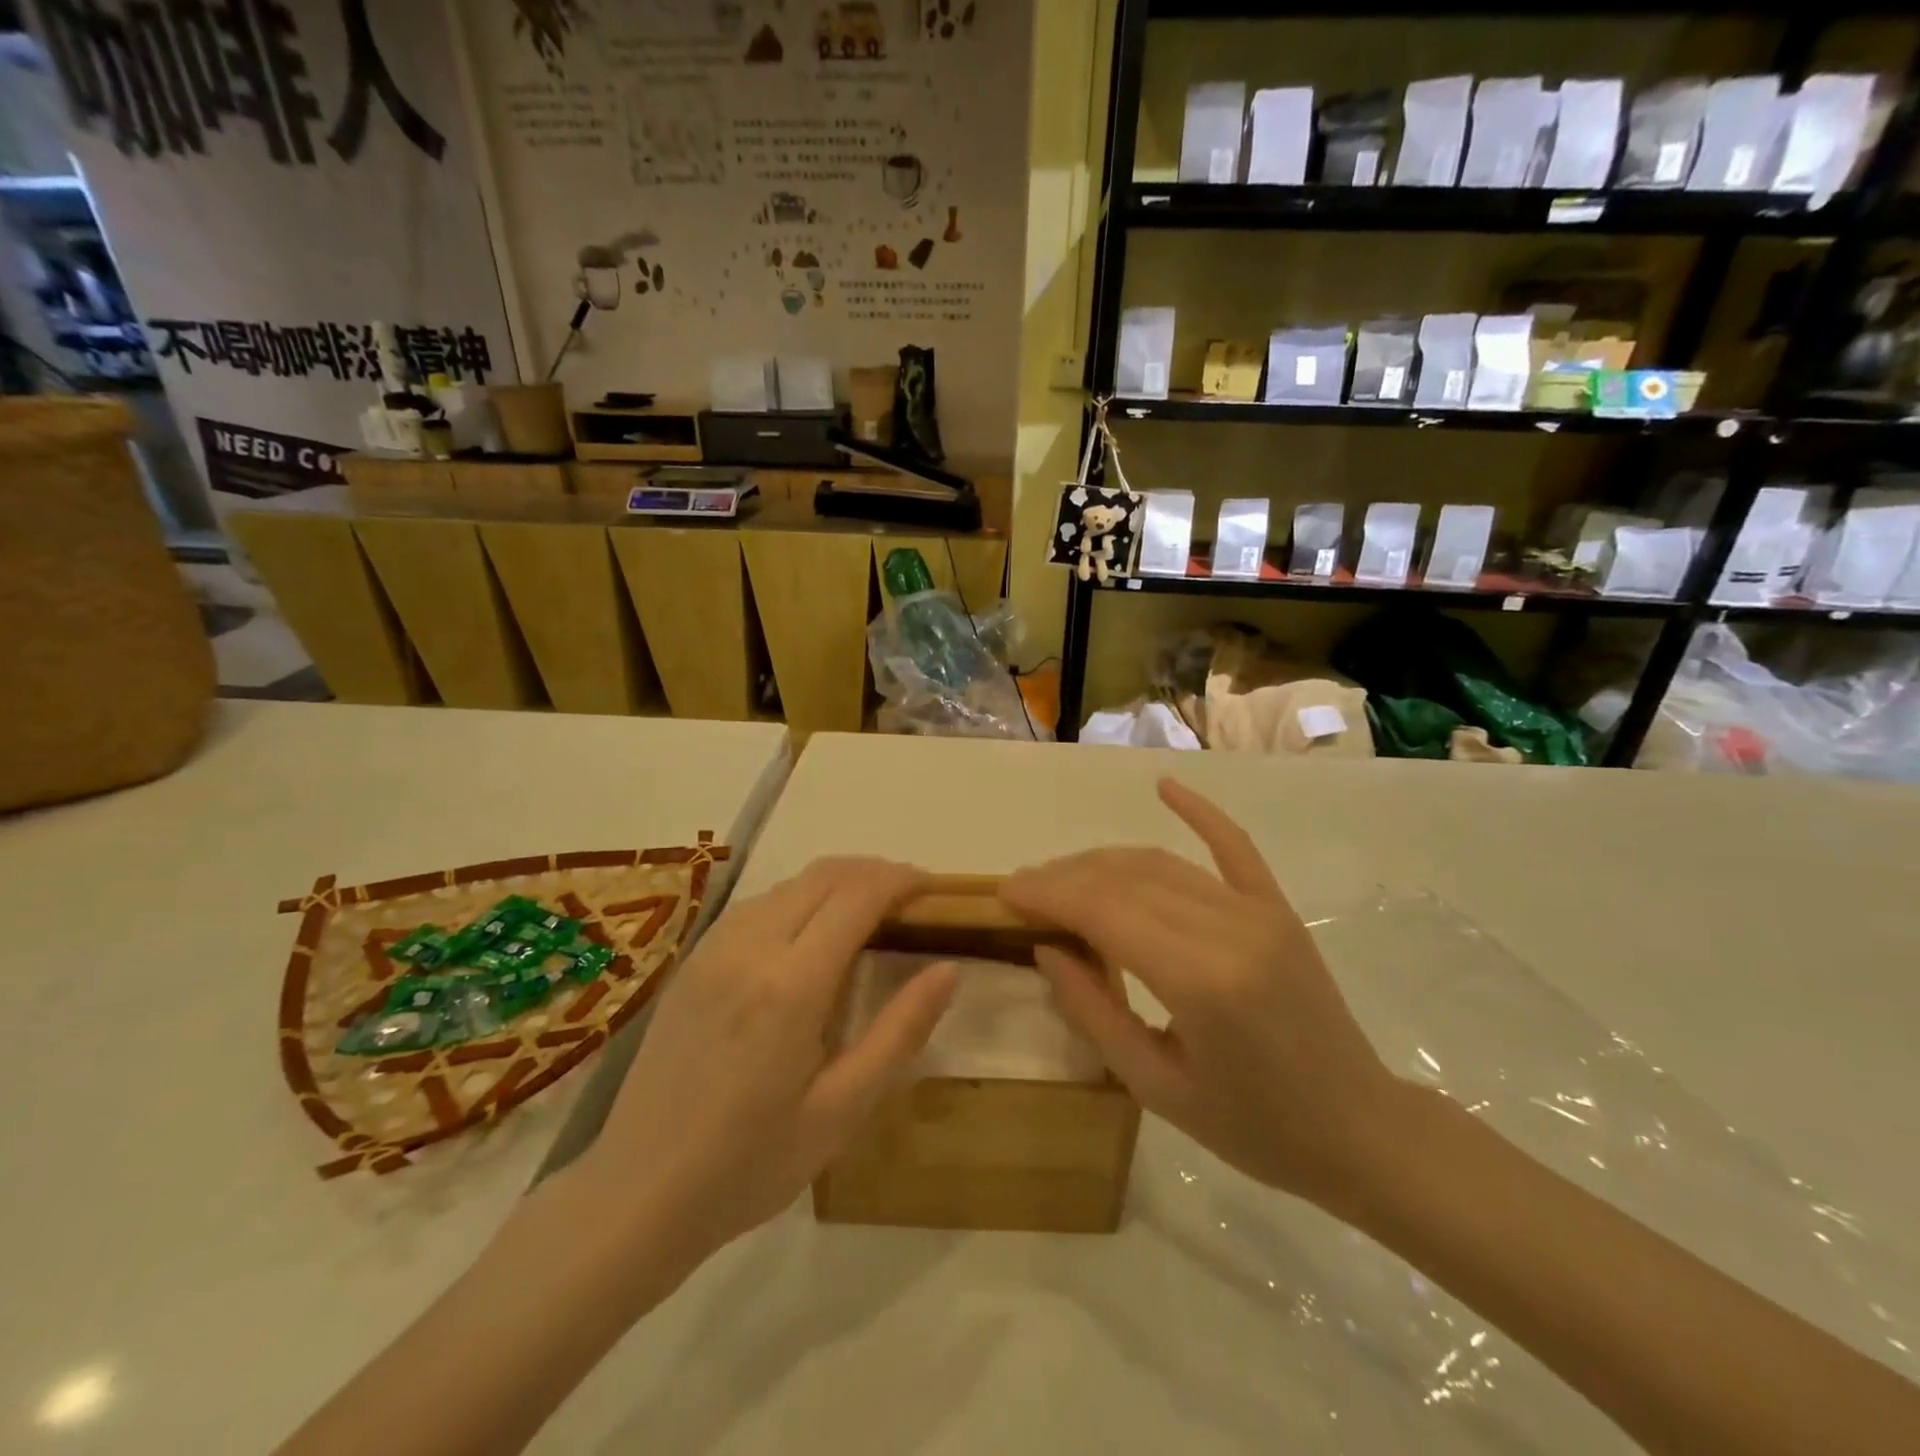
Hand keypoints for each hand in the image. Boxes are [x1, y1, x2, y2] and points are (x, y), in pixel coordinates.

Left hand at [577, 857, 957, 1286]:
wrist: (638, 1192)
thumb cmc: (751, 1163)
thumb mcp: (842, 1110)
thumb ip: (900, 1032)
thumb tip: (948, 969)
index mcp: (792, 984)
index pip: (858, 895)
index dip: (901, 879)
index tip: (933, 888)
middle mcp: (750, 947)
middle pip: (824, 875)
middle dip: (874, 872)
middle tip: (910, 899)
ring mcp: (714, 949)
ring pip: (789, 883)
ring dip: (836, 882)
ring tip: (869, 914)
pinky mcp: (693, 960)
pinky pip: (757, 904)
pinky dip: (799, 898)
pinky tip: (811, 934)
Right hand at [1001, 779, 1402, 1207]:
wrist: (1359, 1130)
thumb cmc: (1251, 1128)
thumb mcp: (1155, 1086)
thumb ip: (1094, 1010)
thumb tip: (1046, 948)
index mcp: (1199, 981)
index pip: (1103, 911)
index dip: (1048, 894)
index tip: (1005, 892)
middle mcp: (1228, 929)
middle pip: (1125, 879)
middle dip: (1064, 877)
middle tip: (1023, 887)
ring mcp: (1258, 912)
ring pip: (1161, 863)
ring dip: (1102, 861)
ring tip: (1060, 874)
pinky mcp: (1277, 909)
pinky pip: (1233, 847)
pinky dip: (1198, 813)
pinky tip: (1164, 786)